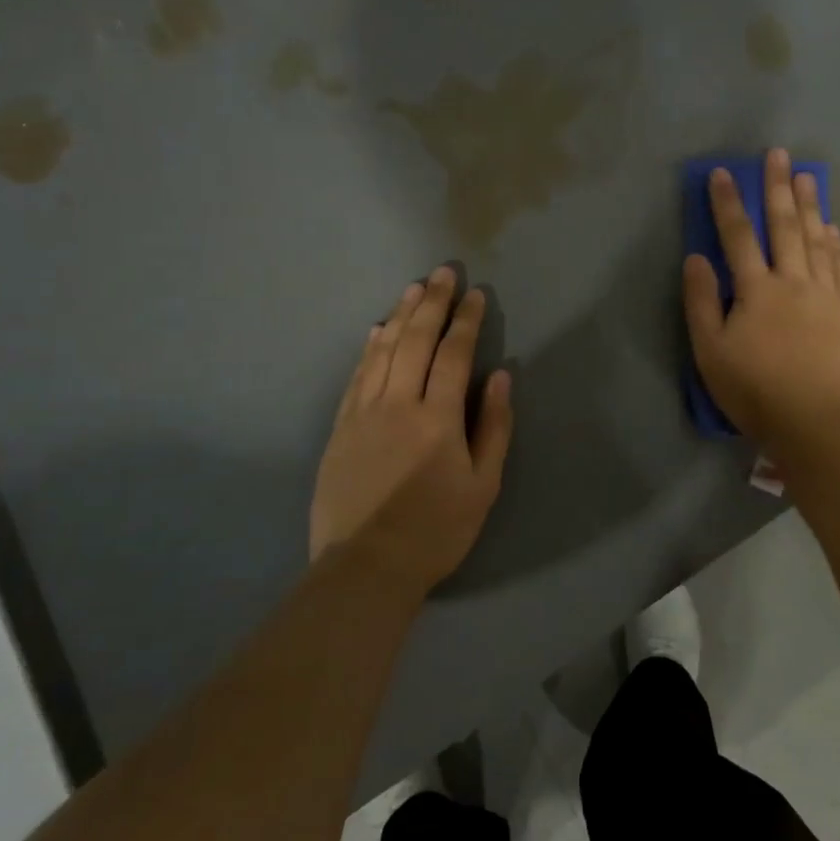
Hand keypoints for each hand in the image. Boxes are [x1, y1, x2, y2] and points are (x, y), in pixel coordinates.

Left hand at [310, 267, 513, 598]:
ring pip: (382, 351)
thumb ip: (493, 427)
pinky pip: (356, 375)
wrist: (365, 568)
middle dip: (432, 303)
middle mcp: (397, 404)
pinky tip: (377, 330)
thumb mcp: (483, 485)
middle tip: (444, 272)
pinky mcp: (340, 428)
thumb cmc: (436, 531)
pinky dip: (369, 348)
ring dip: (400, 315)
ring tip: (414, 288)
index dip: (466, 321)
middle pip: (415, 341)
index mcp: (437, 419)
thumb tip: (499, 377)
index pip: (453, 354)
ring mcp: (362, 413)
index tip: (476, 294)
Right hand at [683, 149, 839, 453]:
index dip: (728, 203)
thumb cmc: (755, 390)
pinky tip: (832, 229)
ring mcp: (828, 295)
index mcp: (757, 290)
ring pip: (817, 240)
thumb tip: (696, 258)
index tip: (723, 172)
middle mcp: (794, 282)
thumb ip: (702, 302)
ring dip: (810, 206)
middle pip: (785, 227)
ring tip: (808, 176)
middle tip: (778, 153)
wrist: (817, 422)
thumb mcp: (711, 352)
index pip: (738, 236)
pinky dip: (835, 244)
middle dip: (778, 188)